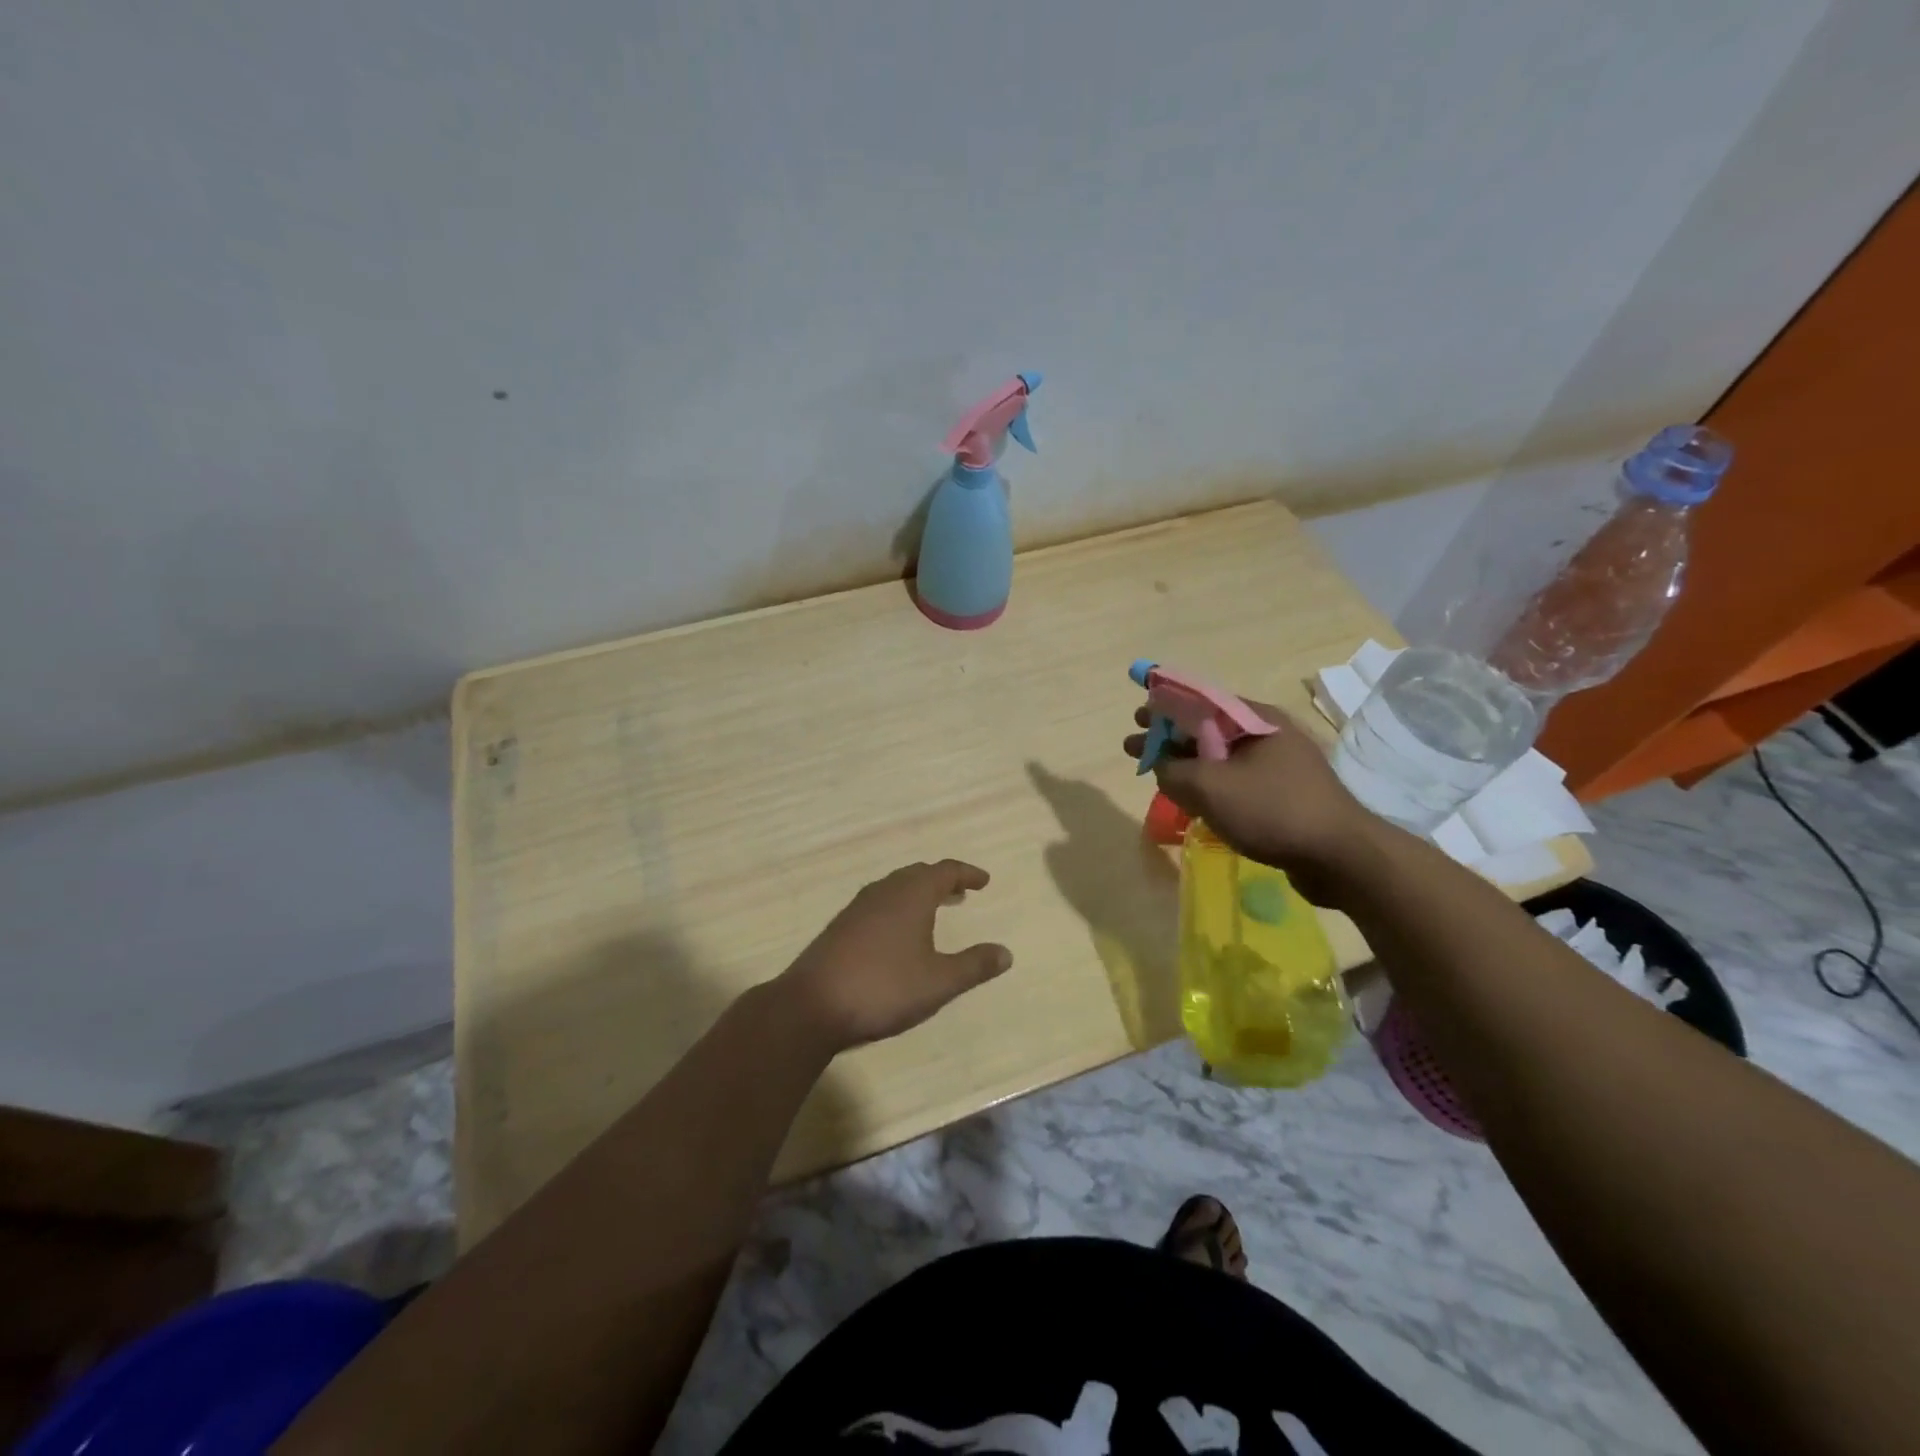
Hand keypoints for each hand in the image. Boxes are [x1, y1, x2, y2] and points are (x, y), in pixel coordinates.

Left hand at [778, 860, 1011, 1051]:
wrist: (812, 1005)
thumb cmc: (884, 987)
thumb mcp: (938, 982)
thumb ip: (974, 966)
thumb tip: (1006, 952)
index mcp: (911, 895)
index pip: (944, 871)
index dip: (966, 873)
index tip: (983, 881)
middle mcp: (884, 892)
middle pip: (918, 874)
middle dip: (942, 880)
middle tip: (961, 892)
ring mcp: (858, 908)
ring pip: (895, 887)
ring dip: (918, 893)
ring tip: (934, 909)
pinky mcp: (840, 927)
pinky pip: (878, 903)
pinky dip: (898, 906)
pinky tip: (897, 933)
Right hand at [1123, 701, 1387, 906]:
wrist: (1341, 857)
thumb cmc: (1272, 810)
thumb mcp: (1209, 787)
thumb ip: (1173, 771)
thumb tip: (1161, 767)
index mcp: (1254, 719)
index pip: (1199, 700)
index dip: (1164, 706)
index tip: (1137, 717)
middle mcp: (1269, 734)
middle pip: (1208, 728)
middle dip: (1169, 738)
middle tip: (1136, 748)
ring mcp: (1280, 765)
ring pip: (1221, 757)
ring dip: (1187, 763)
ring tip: (1159, 775)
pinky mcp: (1285, 794)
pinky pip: (1237, 780)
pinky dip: (1211, 784)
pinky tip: (1194, 800)